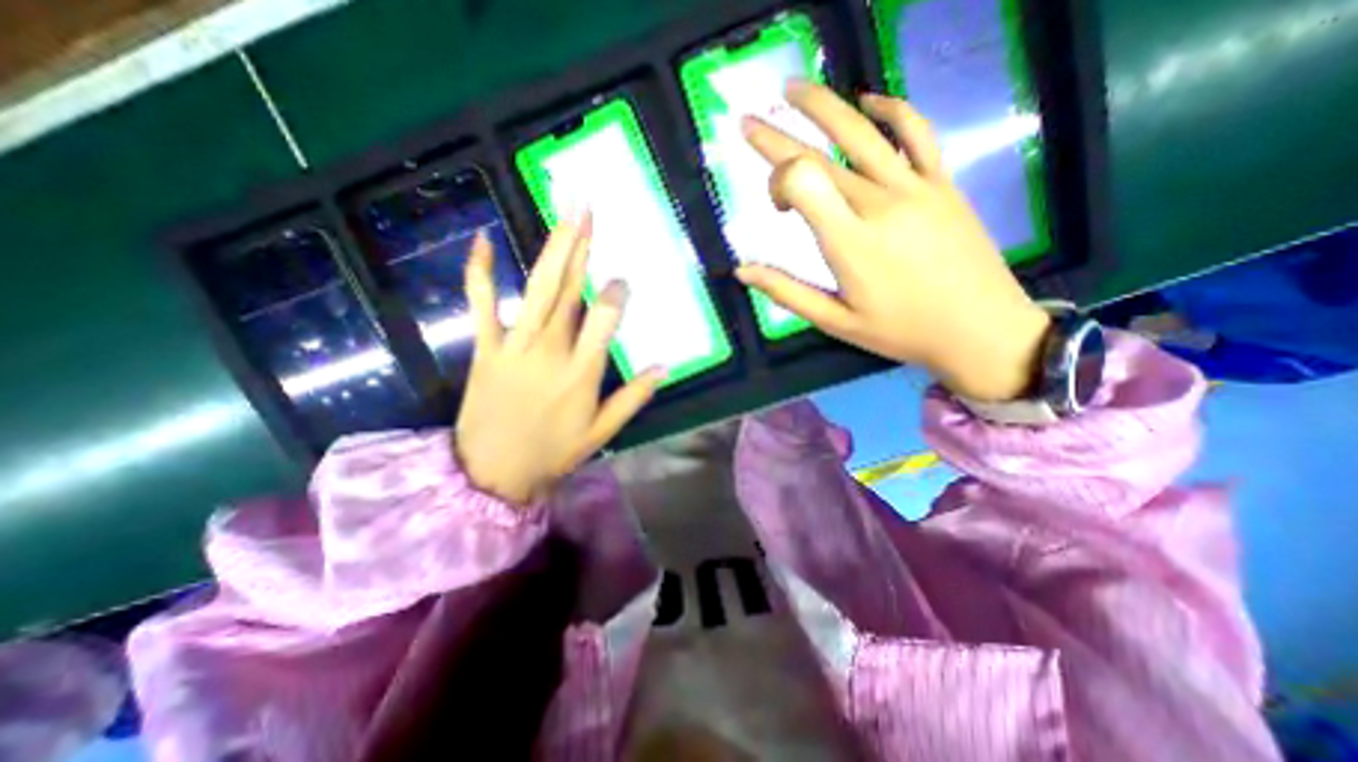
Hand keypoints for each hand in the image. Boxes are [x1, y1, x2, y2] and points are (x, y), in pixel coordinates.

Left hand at [457, 212, 667, 506]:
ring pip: (536, 289)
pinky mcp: (485, 348)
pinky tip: (484, 240)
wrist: (493, 473)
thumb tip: (664, 367)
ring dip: (552, 250)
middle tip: (589, 210)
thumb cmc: (553, 453)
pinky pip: (481, 304)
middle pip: (570, 291)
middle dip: (581, 248)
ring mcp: (514, 345)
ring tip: (564, 216)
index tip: (622, 279)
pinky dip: (480, 272)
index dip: (616, 294)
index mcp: (582, 372)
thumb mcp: (601, 431)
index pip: (605, 319)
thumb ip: (634, 397)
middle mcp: (551, 350)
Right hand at [741, 82, 1048, 405]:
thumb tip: (742, 271)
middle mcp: (878, 203)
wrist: (980, 329)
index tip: (777, 208)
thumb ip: (787, 292)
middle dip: (777, 135)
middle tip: (748, 120)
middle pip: (820, 154)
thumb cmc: (900, 331)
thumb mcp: (835, 321)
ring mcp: (915, 187)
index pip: (802, 180)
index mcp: (849, 242)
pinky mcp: (942, 182)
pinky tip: (868, 101)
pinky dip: (891, 109)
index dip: (777, 180)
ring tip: (793, 88)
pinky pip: (916, 132)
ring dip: (823, 105)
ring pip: (862, 131)